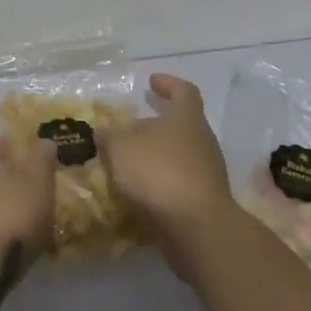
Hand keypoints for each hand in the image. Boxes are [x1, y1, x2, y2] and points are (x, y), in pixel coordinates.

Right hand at [100, 74, 235, 264]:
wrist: (197, 228)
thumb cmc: (159, 174)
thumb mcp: (121, 150)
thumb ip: (110, 137)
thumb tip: (102, 130)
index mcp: (187, 118)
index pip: (183, 91)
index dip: (168, 84)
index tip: (151, 82)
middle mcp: (202, 140)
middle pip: (178, 125)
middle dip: (152, 126)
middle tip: (127, 130)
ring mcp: (207, 171)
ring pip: (177, 154)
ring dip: (154, 155)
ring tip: (126, 163)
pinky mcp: (204, 199)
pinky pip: (178, 181)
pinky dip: (160, 180)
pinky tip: (138, 190)